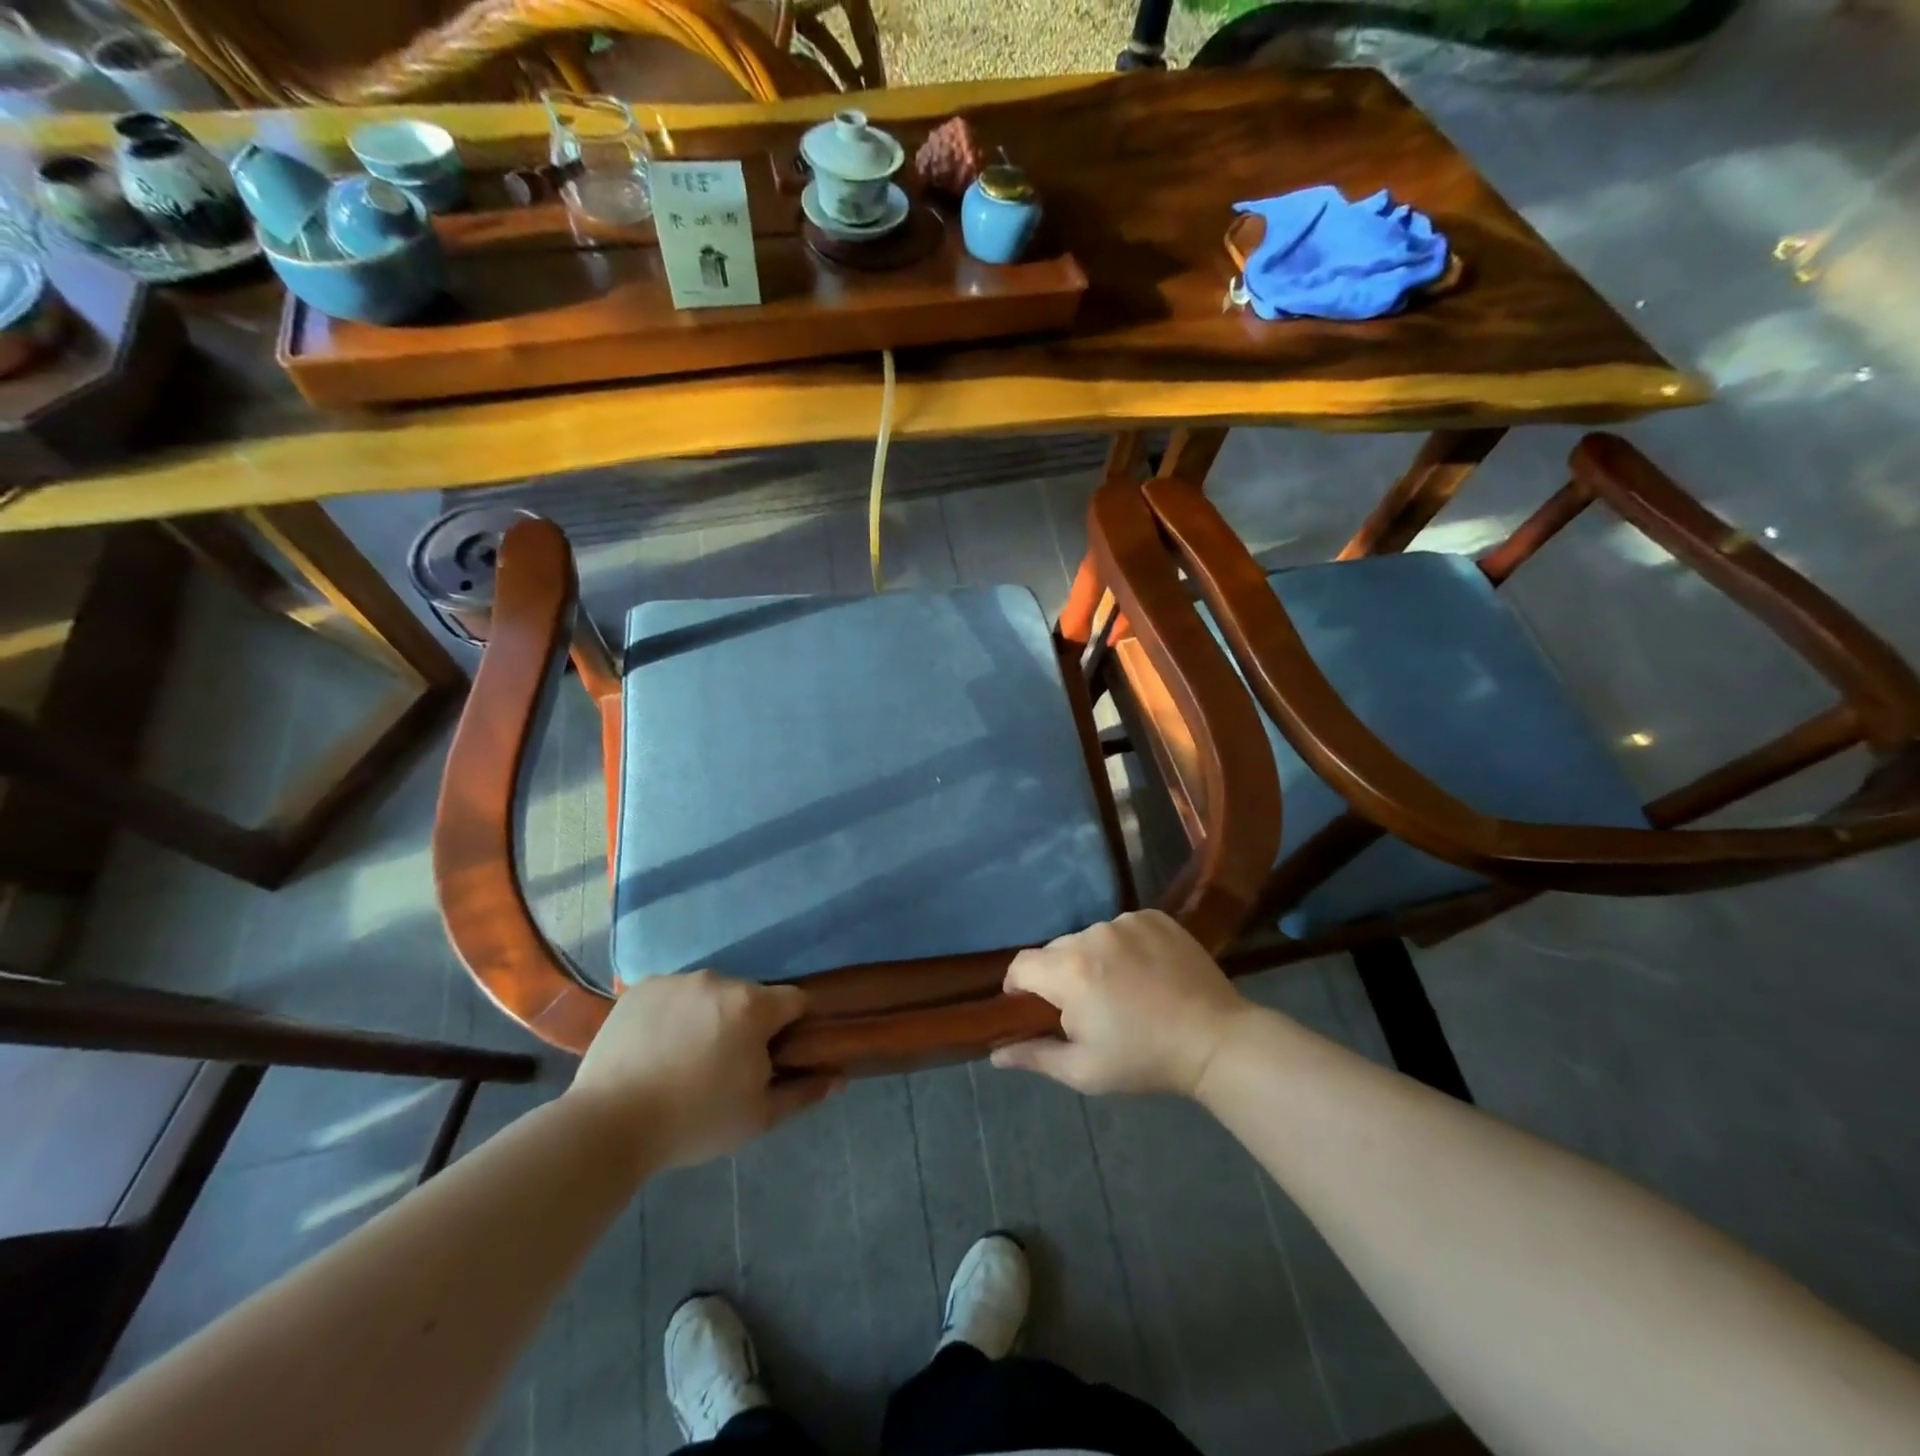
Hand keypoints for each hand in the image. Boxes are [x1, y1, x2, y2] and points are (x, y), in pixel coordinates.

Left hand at [567, 971, 840, 1169]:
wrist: (608, 1125)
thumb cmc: (694, 1121)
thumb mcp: (757, 1117)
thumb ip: (803, 1092)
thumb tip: (838, 1077)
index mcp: (753, 1005)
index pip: (794, 1001)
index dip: (792, 1027)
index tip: (776, 1055)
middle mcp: (719, 980)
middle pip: (750, 997)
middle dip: (746, 1024)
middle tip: (725, 1066)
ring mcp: (677, 980)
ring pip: (710, 995)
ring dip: (709, 1017)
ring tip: (685, 1059)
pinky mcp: (640, 988)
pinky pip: (672, 995)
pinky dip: (673, 1015)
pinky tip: (656, 1049)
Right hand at [990, 910, 1252, 1096]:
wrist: (1216, 1040)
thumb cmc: (1145, 1059)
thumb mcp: (1084, 1071)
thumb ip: (1035, 1056)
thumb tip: (994, 1054)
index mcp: (1070, 970)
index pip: (1021, 965)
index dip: (1019, 987)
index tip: (1034, 1009)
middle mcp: (1092, 934)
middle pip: (1056, 950)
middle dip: (1060, 976)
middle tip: (1086, 1008)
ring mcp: (1126, 921)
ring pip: (1090, 937)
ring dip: (1093, 959)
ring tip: (1121, 989)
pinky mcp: (1154, 916)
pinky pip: (1122, 928)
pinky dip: (1124, 946)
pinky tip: (1145, 972)